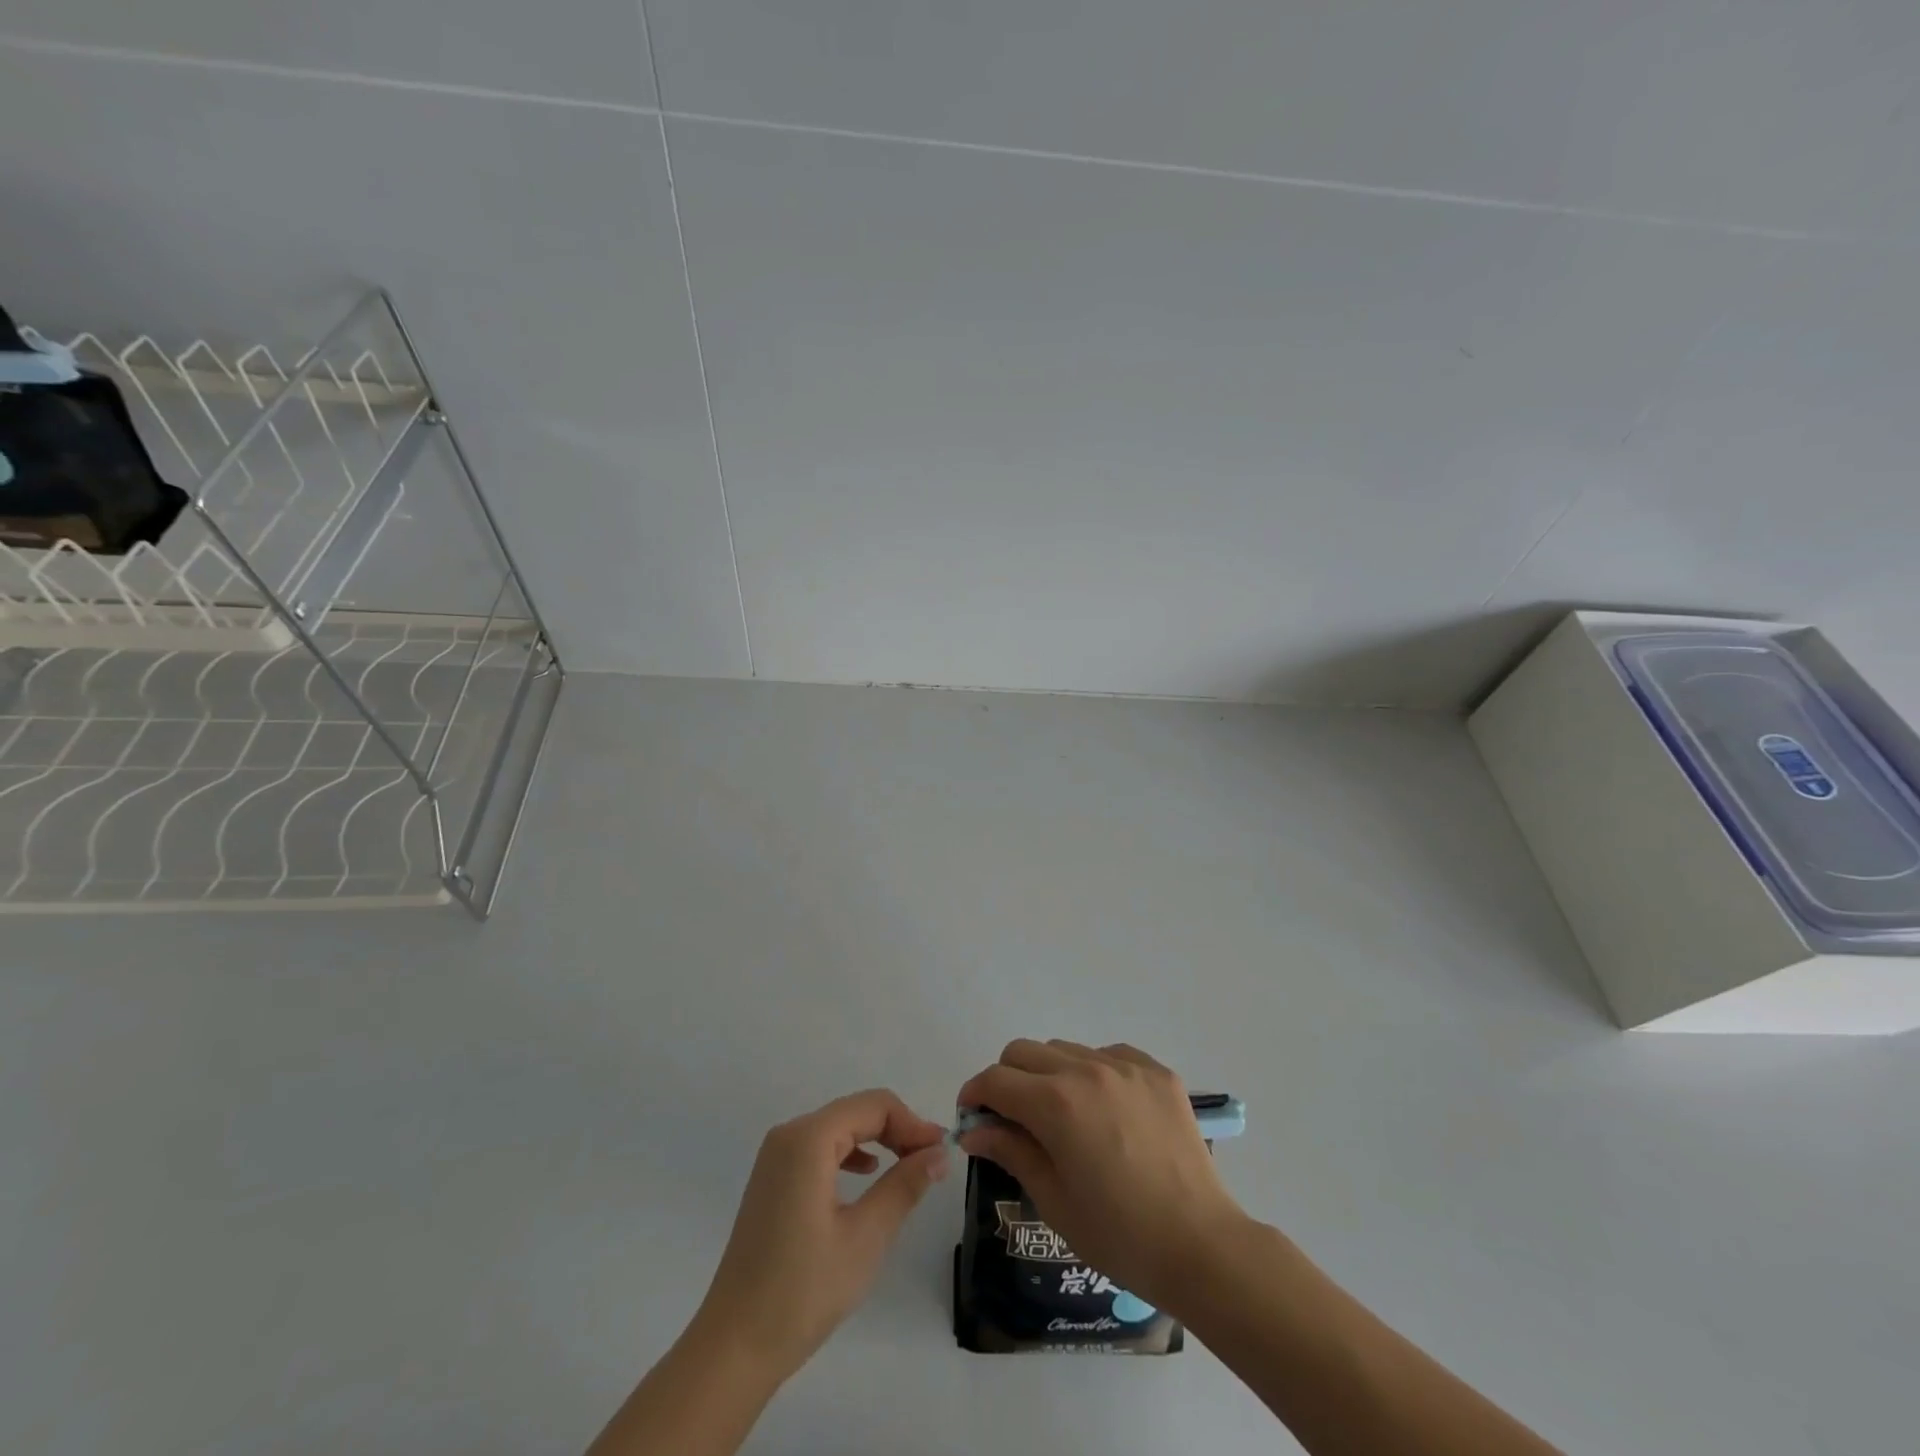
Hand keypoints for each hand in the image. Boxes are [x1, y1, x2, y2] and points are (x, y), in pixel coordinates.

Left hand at [692, 1089, 949, 1376]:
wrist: (734, 1347)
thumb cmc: (802, 1289)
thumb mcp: (865, 1236)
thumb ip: (904, 1185)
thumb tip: (938, 1152)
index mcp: (808, 1139)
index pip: (874, 1106)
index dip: (912, 1123)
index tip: (941, 1151)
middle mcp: (789, 1135)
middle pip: (855, 1112)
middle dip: (897, 1130)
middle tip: (931, 1161)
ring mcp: (776, 1157)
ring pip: (839, 1128)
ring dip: (877, 1140)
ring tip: (909, 1168)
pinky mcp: (772, 1179)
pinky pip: (820, 1148)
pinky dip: (851, 1153)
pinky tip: (867, 1174)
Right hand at [957, 1040, 1245, 1309]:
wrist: (1201, 1246)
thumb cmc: (1119, 1235)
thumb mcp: (1053, 1200)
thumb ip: (1011, 1151)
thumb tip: (974, 1129)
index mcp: (1055, 1103)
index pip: (996, 1080)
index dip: (975, 1095)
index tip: (971, 1117)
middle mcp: (1086, 1069)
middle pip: (1024, 1052)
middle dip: (1006, 1079)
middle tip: (1012, 1118)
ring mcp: (1125, 1065)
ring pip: (1064, 1049)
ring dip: (1048, 1074)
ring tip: (1062, 1116)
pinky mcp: (1156, 1071)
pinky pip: (1107, 1054)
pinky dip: (1092, 1072)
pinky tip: (1103, 1110)